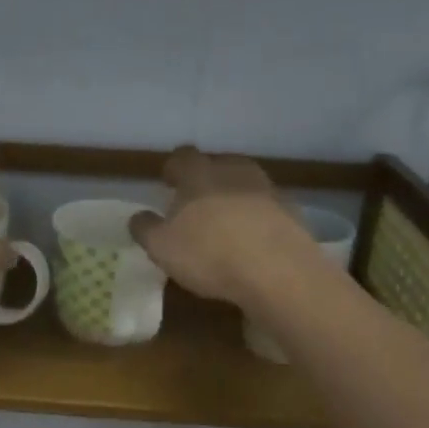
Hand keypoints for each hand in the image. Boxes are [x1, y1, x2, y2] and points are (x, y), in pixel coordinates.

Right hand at [128, 147, 319, 306]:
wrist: (278, 271)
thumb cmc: (209, 255)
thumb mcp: (162, 248)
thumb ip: (145, 228)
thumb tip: (137, 216)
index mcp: (198, 174)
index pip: (182, 157)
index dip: (173, 168)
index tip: (168, 183)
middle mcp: (233, 171)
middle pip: (217, 163)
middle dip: (205, 179)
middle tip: (195, 203)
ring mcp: (266, 188)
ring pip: (244, 182)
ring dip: (233, 195)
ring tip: (224, 221)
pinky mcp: (291, 210)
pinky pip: (266, 205)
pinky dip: (257, 215)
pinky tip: (251, 239)